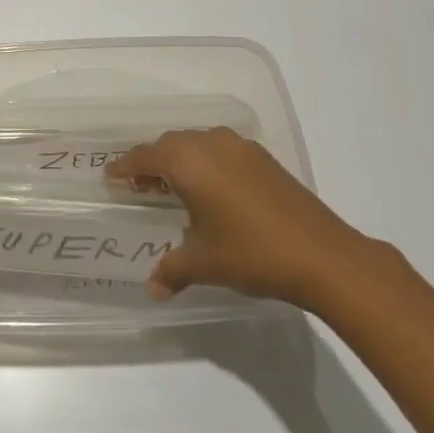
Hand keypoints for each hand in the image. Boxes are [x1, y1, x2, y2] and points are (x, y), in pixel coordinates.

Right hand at [108, 127, 374, 306]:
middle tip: (140, 187)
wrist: (322, 255)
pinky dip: (207, 163)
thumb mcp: (204, 263)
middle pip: (170, 144)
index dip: (125, 167)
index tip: (110, 176)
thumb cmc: (251, 253)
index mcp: (188, 161)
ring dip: (181, 160)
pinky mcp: (263, 158)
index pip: (144, 156)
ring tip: (175, 188)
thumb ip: (172, 270)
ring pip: (197, 144)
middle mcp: (210, 143)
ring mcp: (240, 147)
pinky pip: (221, 150)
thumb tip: (152, 289)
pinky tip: (212, 191)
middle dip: (152, 163)